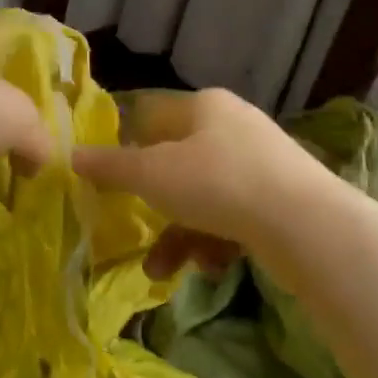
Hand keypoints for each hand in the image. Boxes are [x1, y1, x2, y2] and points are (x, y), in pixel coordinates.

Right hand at [72, 88, 331, 272]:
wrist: (306, 225)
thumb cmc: (217, 184)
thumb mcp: (152, 175)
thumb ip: (110, 168)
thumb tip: (70, 156)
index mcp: (204, 106)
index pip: (152, 116)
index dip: (127, 147)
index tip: (111, 180)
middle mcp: (233, 126)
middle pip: (178, 163)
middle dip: (155, 207)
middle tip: (137, 228)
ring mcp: (262, 163)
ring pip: (205, 197)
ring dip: (180, 235)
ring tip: (163, 271)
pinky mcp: (282, 199)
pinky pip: (234, 217)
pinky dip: (216, 242)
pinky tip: (212, 267)